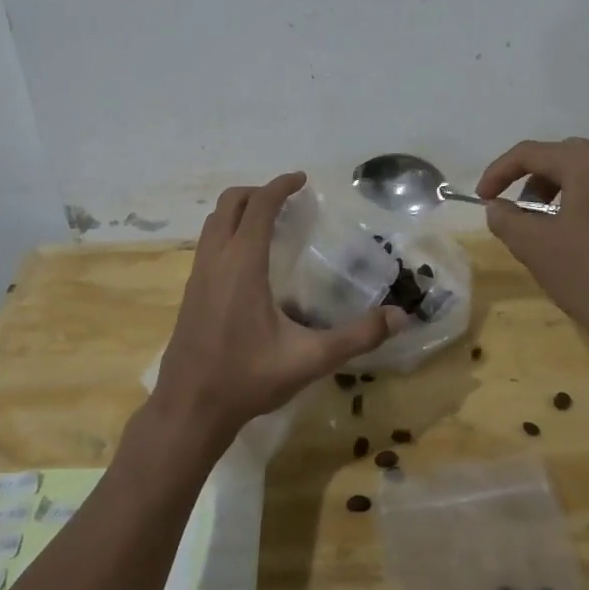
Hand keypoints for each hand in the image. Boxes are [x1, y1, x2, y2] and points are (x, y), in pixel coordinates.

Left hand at [151, 173, 405, 451]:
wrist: (189, 409)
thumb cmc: (247, 379)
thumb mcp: (309, 359)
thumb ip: (356, 336)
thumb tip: (399, 316)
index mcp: (241, 265)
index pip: (258, 207)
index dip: (279, 186)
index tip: (301, 179)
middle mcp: (215, 260)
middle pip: (229, 204)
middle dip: (257, 192)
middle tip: (286, 199)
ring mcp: (198, 276)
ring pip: (213, 223)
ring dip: (238, 211)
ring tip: (269, 223)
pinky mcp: (191, 293)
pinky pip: (208, 244)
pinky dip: (227, 233)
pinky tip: (249, 262)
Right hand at [477, 138, 588, 364]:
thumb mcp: (533, 247)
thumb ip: (505, 218)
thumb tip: (498, 206)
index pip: (531, 153)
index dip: (499, 172)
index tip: (483, 198)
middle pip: (569, 158)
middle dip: (537, 181)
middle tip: (521, 211)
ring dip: (572, 192)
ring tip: (559, 226)